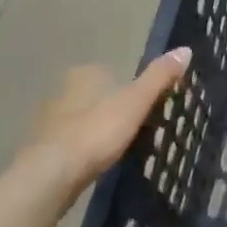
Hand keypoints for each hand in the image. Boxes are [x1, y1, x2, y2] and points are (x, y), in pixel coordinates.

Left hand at [21, 48, 191, 194]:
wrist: (50, 176)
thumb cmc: (96, 131)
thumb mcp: (136, 102)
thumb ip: (159, 77)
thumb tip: (185, 49)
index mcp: (84, 75)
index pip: (111, 73)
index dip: (128, 88)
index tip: (144, 106)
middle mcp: (62, 92)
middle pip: (95, 96)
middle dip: (111, 109)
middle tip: (134, 128)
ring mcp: (47, 121)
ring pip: (80, 119)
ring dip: (95, 130)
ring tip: (117, 148)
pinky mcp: (41, 149)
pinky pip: (69, 143)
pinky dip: (82, 150)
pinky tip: (93, 163)